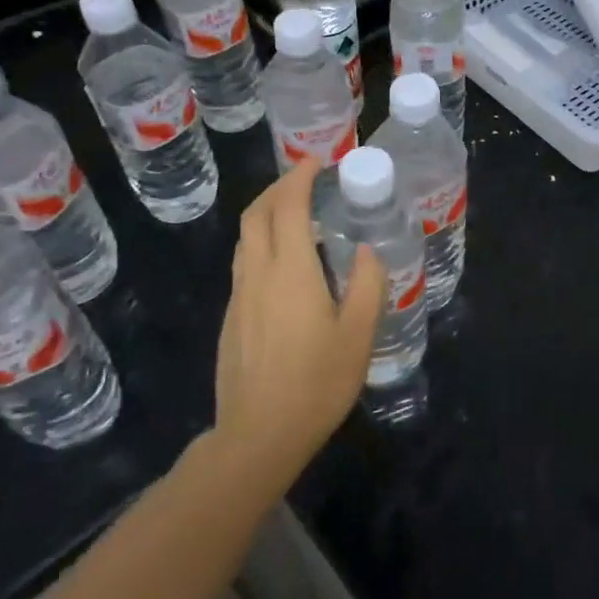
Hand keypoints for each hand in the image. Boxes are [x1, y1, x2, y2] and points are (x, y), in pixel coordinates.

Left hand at [212, 157, 383, 486]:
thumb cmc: (316, 383)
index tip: (318, 162)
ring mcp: (238, 297)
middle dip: (278, 188)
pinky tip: (285, 265)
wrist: (258, 436)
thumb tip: (368, 251)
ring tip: (296, 215)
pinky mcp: (230, 319)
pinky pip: (244, 264)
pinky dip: (262, 243)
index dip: (300, 177)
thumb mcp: (359, 334)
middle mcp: (257, 274)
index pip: (288, 207)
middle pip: (256, 215)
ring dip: (266, 214)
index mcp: (290, 271)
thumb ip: (368, 285)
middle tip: (306, 180)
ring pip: (244, 239)